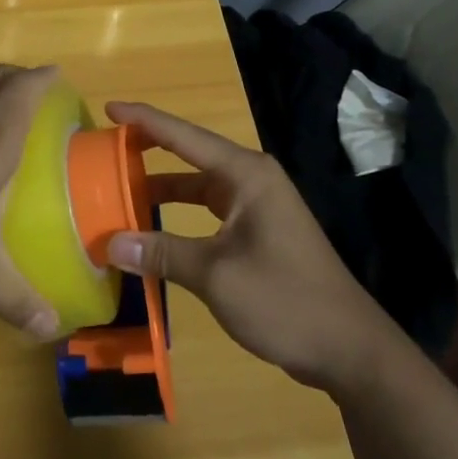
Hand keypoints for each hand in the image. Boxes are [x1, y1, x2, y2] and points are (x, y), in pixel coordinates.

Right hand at [103, 101, 400, 390]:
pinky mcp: (258, 231)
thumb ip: (162, 253)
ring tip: (120, 186)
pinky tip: (155, 227)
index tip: (110, 108)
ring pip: (198, 184)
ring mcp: (258, 205)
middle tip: (107, 147)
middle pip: (190, 154)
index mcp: (246, 174)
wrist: (350, 350)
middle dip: (149, 149)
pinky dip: (180, 213)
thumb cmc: (285, 300)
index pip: (184, 136)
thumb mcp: (216, 276)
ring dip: (162, 186)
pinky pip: (209, 209)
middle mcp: (252, 179)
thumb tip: (110, 243)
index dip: (145, 120)